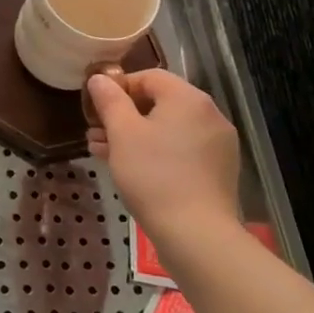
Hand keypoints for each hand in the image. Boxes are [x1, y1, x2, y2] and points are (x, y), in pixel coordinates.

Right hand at [86, 69, 240, 247]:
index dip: (119, 87)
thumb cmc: (153, 175)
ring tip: (103, 151)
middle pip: (159, 103)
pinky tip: (130, 168)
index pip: (149, 76)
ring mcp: (217, 145)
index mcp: (189, 99)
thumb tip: (99, 79)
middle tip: (95, 132)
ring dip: (135, 135)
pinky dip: (156, 152)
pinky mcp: (218, 171)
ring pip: (168, 129)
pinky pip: (181, 149)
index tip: (97, 108)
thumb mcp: (122, 133)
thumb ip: (109, 100)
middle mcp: (209, 115)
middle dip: (123, 115)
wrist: (196, 235)